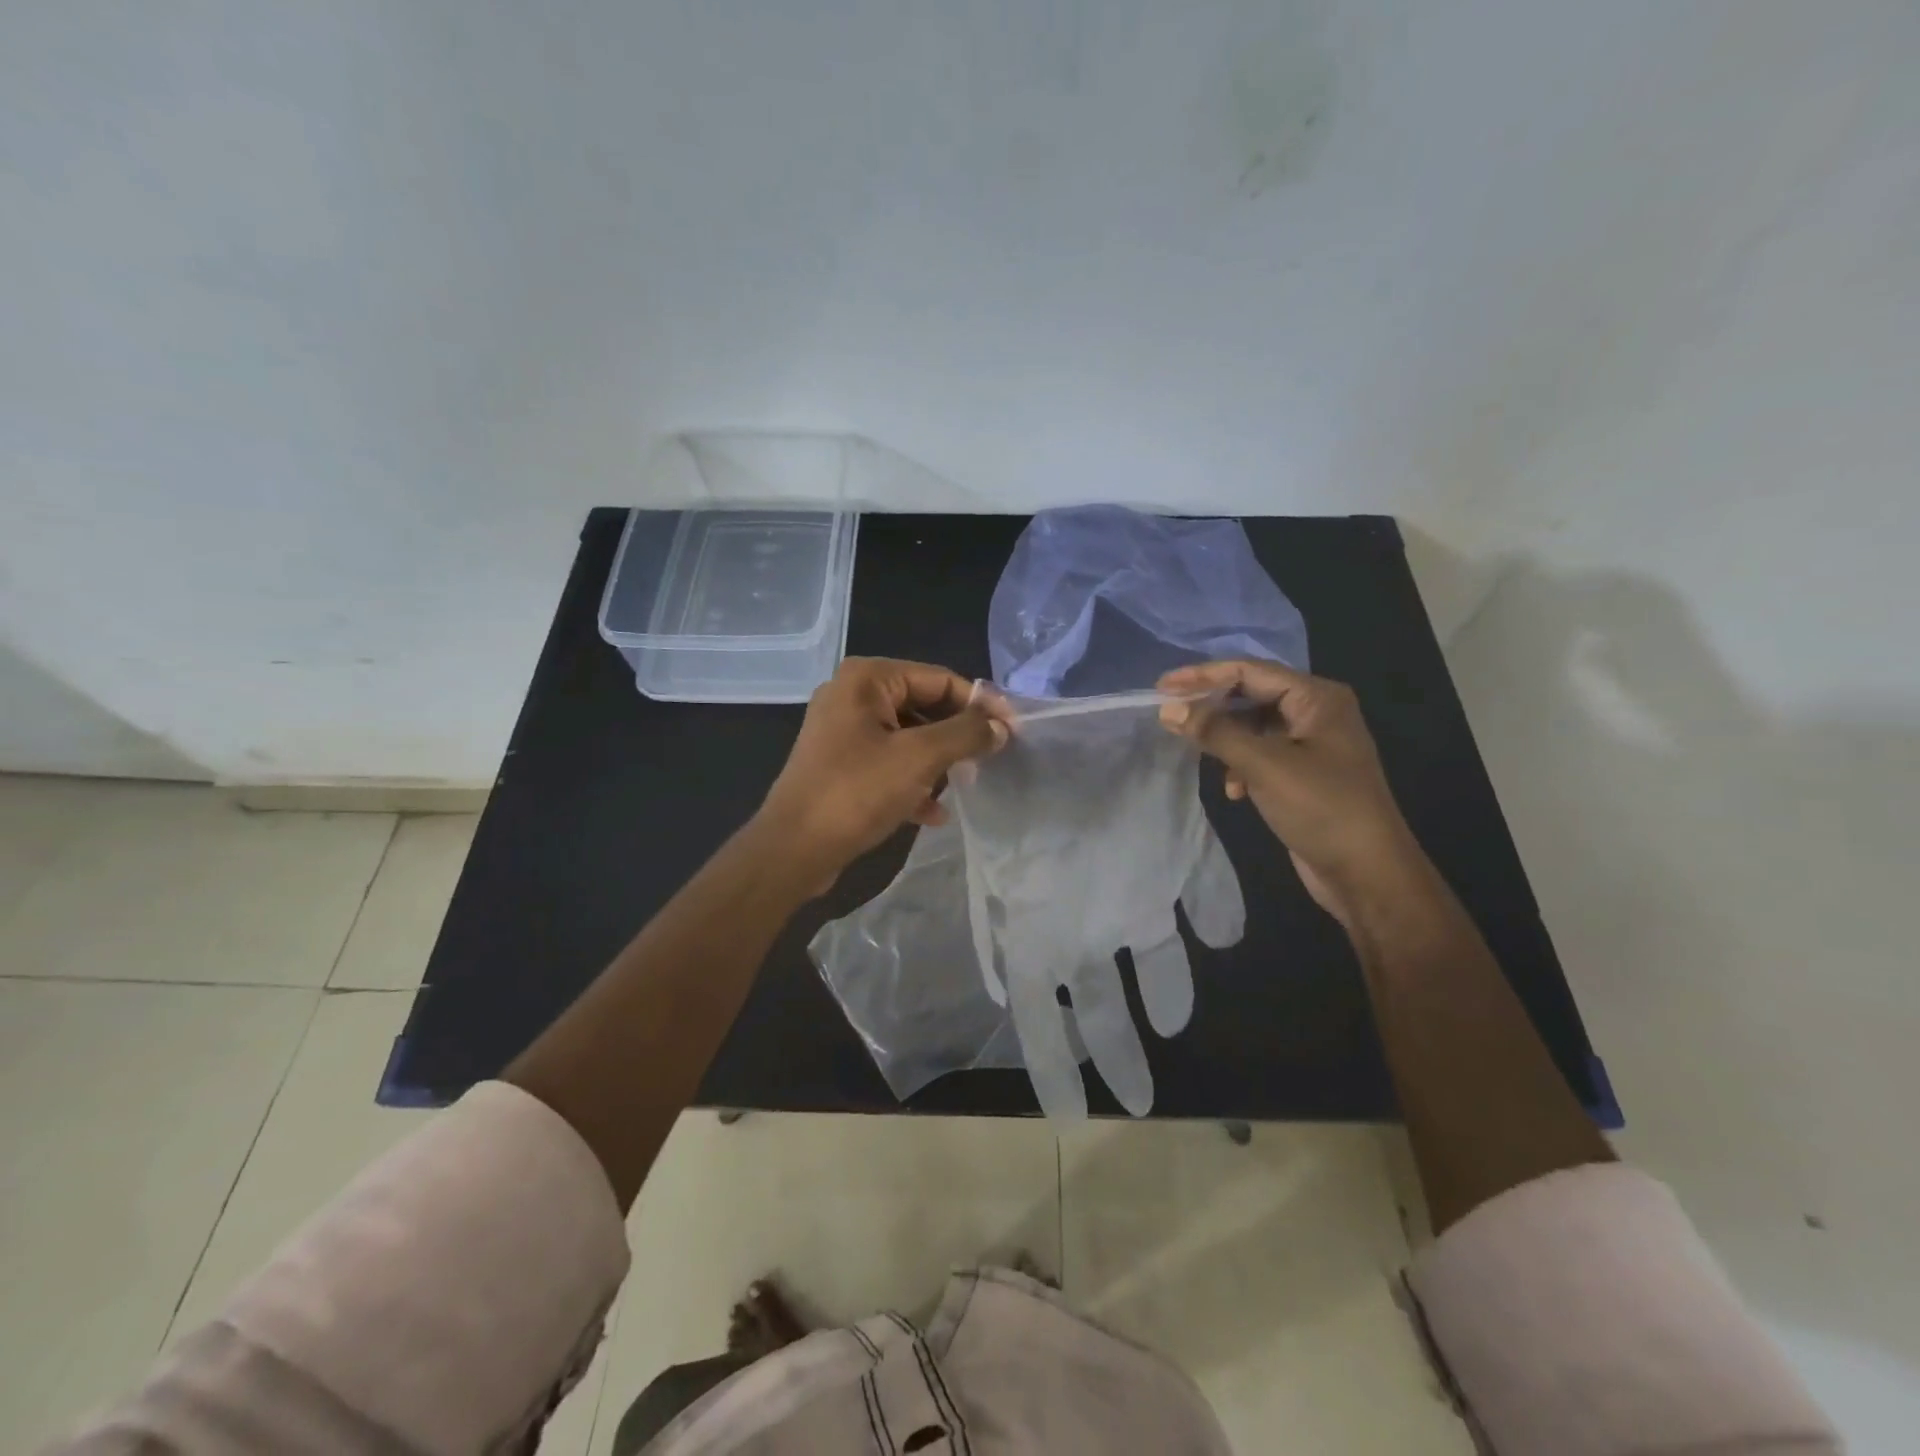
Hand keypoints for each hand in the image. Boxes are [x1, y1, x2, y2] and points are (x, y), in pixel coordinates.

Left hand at [757, 657, 1008, 890]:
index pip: (939, 679)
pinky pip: (887, 763)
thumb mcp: (920, 758)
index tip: (1012, 730)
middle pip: (923, 706)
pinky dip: (912, 782)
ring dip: (937, 761)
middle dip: (956, 735)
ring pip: (907, 737)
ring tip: (963, 785)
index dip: (979, 703)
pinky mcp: (839, 765)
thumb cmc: (857, 792)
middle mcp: (851, 696)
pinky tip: (933, 814)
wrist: (793, 850)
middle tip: (990, 759)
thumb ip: (966, 734)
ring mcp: (842, 732)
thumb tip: (1001, 725)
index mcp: (867, 679)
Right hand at [1157, 660, 1424, 927]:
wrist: (1367, 873)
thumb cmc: (1321, 808)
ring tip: (1200, 755)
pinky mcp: (1303, 773)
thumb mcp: (1263, 765)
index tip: (1161, 687)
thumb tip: (1169, 709)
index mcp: (1317, 698)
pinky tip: (1234, 790)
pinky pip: (1261, 754)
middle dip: (1212, 707)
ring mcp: (1312, 744)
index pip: (1249, 671)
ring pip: (1252, 727)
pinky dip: (1241, 766)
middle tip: (1170, 715)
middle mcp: (1316, 712)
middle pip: (1251, 695)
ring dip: (1225, 740)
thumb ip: (1215, 732)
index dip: (1203, 676)